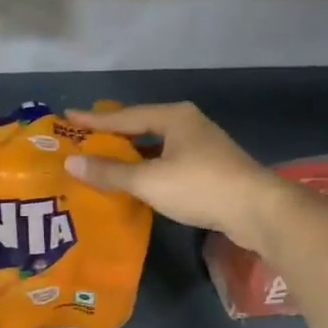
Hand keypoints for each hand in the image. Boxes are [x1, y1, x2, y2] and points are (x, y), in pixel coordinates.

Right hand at [62, 102, 284, 249]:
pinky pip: (167, 161)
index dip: (94, 120)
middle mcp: (188, 124)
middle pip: (141, 126)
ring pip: (156, 145)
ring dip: (131, 153)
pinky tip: (135, 180)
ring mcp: (202, 146)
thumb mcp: (149, 180)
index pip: (124, 116)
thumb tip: (71, 162)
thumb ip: (110, 172)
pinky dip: (147, 168)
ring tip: (104, 159)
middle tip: (84, 136)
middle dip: (113, 133)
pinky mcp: (210, 168)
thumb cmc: (200, 186)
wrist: (259, 211)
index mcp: (173, 117)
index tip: (68, 117)